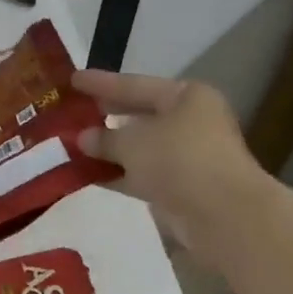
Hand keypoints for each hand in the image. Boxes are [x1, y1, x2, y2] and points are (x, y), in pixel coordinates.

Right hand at [72, 71, 266, 258]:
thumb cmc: (179, 160)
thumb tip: (83, 138)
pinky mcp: (180, 186)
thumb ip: (104, 138)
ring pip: (139, 147)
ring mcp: (186, 156)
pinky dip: (117, 173)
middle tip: (71, 112)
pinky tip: (86, 174)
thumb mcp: (133, 142)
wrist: (221, 213)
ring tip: (71, 145)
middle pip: (139, 115)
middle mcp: (189, 121)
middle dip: (105, 116)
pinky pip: (140, 173)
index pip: (135, 85)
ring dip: (108, 149)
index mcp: (186, 97)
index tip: (72, 80)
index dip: (101, 83)